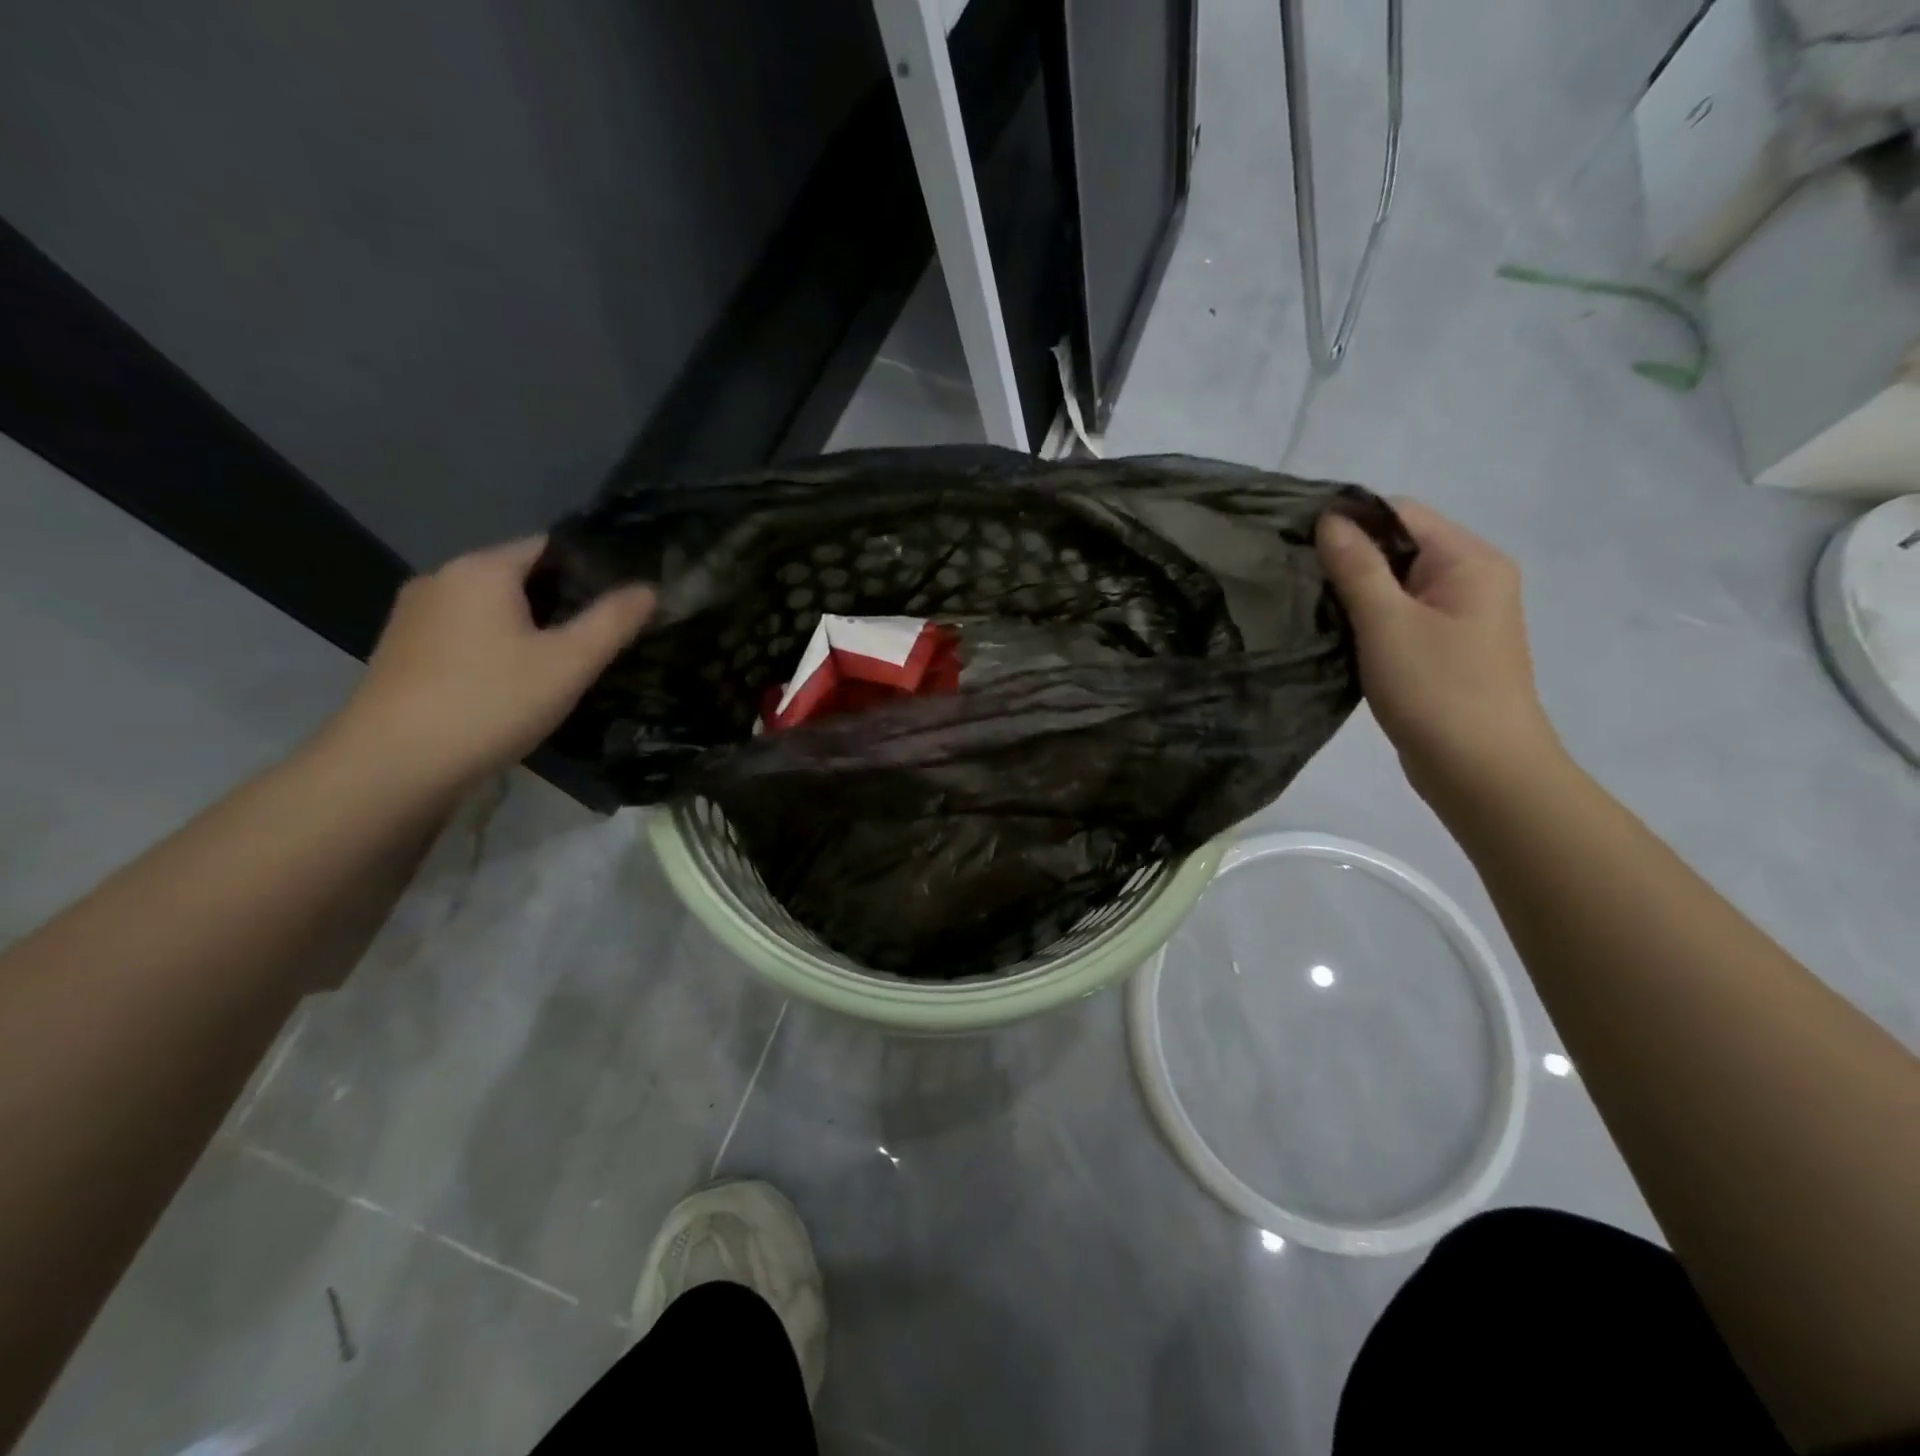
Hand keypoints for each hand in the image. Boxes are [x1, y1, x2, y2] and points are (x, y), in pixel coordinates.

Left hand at [321, 537, 653, 794]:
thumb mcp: (569, 663)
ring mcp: (413, 616)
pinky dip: (494, 648)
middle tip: (602, 638)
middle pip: (517, 577)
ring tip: (563, 664)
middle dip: (560, 602)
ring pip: (489, 609)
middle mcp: (441, 579)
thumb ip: (612, 621)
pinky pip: (464, 635)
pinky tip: (511, 685)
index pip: (548, 546)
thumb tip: (649, 588)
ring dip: (526, 628)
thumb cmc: (491, 702)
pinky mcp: (400, 652)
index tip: (622, 600)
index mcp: (481, 569)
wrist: (393, 765)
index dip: (590, 568)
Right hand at [1317, 500, 1560, 803]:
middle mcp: (1472, 578)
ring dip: (1354, 592)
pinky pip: (1400, 615)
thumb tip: (1329, 518)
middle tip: (1295, 578)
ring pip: (1396, 584)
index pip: (1400, 513)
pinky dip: (1368, 619)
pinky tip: (1336, 634)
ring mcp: (1461, 615)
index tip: (1297, 543)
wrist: (1480, 770)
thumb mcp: (1387, 623)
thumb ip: (1356, 567)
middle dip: (1347, 558)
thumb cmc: (1436, 690)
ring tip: (1308, 605)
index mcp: (1469, 560)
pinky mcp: (1444, 648)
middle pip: (1399, 546)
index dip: (1349, 521)